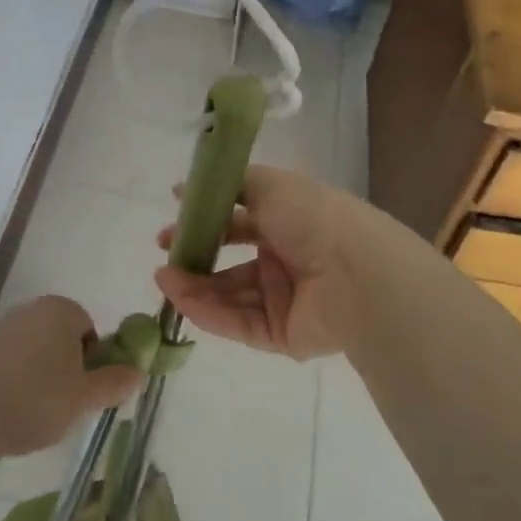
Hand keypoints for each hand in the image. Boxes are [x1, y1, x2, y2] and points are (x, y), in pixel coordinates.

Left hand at [0, 296, 143, 459]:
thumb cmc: (33, 399)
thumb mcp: (84, 397)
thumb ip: (114, 383)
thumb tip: (138, 372)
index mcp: (59, 310)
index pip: (89, 329)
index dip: (93, 362)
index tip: (84, 392)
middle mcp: (28, 311)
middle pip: (60, 340)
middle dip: (65, 371)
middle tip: (63, 406)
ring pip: (31, 356)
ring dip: (37, 381)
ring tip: (32, 417)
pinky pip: (4, 370)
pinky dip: (9, 388)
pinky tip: (5, 416)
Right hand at [154, 166, 386, 360]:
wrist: (356, 274)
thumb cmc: (313, 219)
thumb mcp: (270, 185)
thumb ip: (229, 185)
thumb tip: (184, 188)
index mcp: (287, 223)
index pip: (238, 223)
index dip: (205, 222)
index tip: (172, 221)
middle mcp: (284, 261)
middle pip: (230, 264)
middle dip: (196, 260)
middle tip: (164, 257)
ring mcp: (283, 300)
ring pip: (229, 296)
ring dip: (194, 286)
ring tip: (163, 279)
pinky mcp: (281, 335)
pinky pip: (238, 323)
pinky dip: (209, 312)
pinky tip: (181, 299)